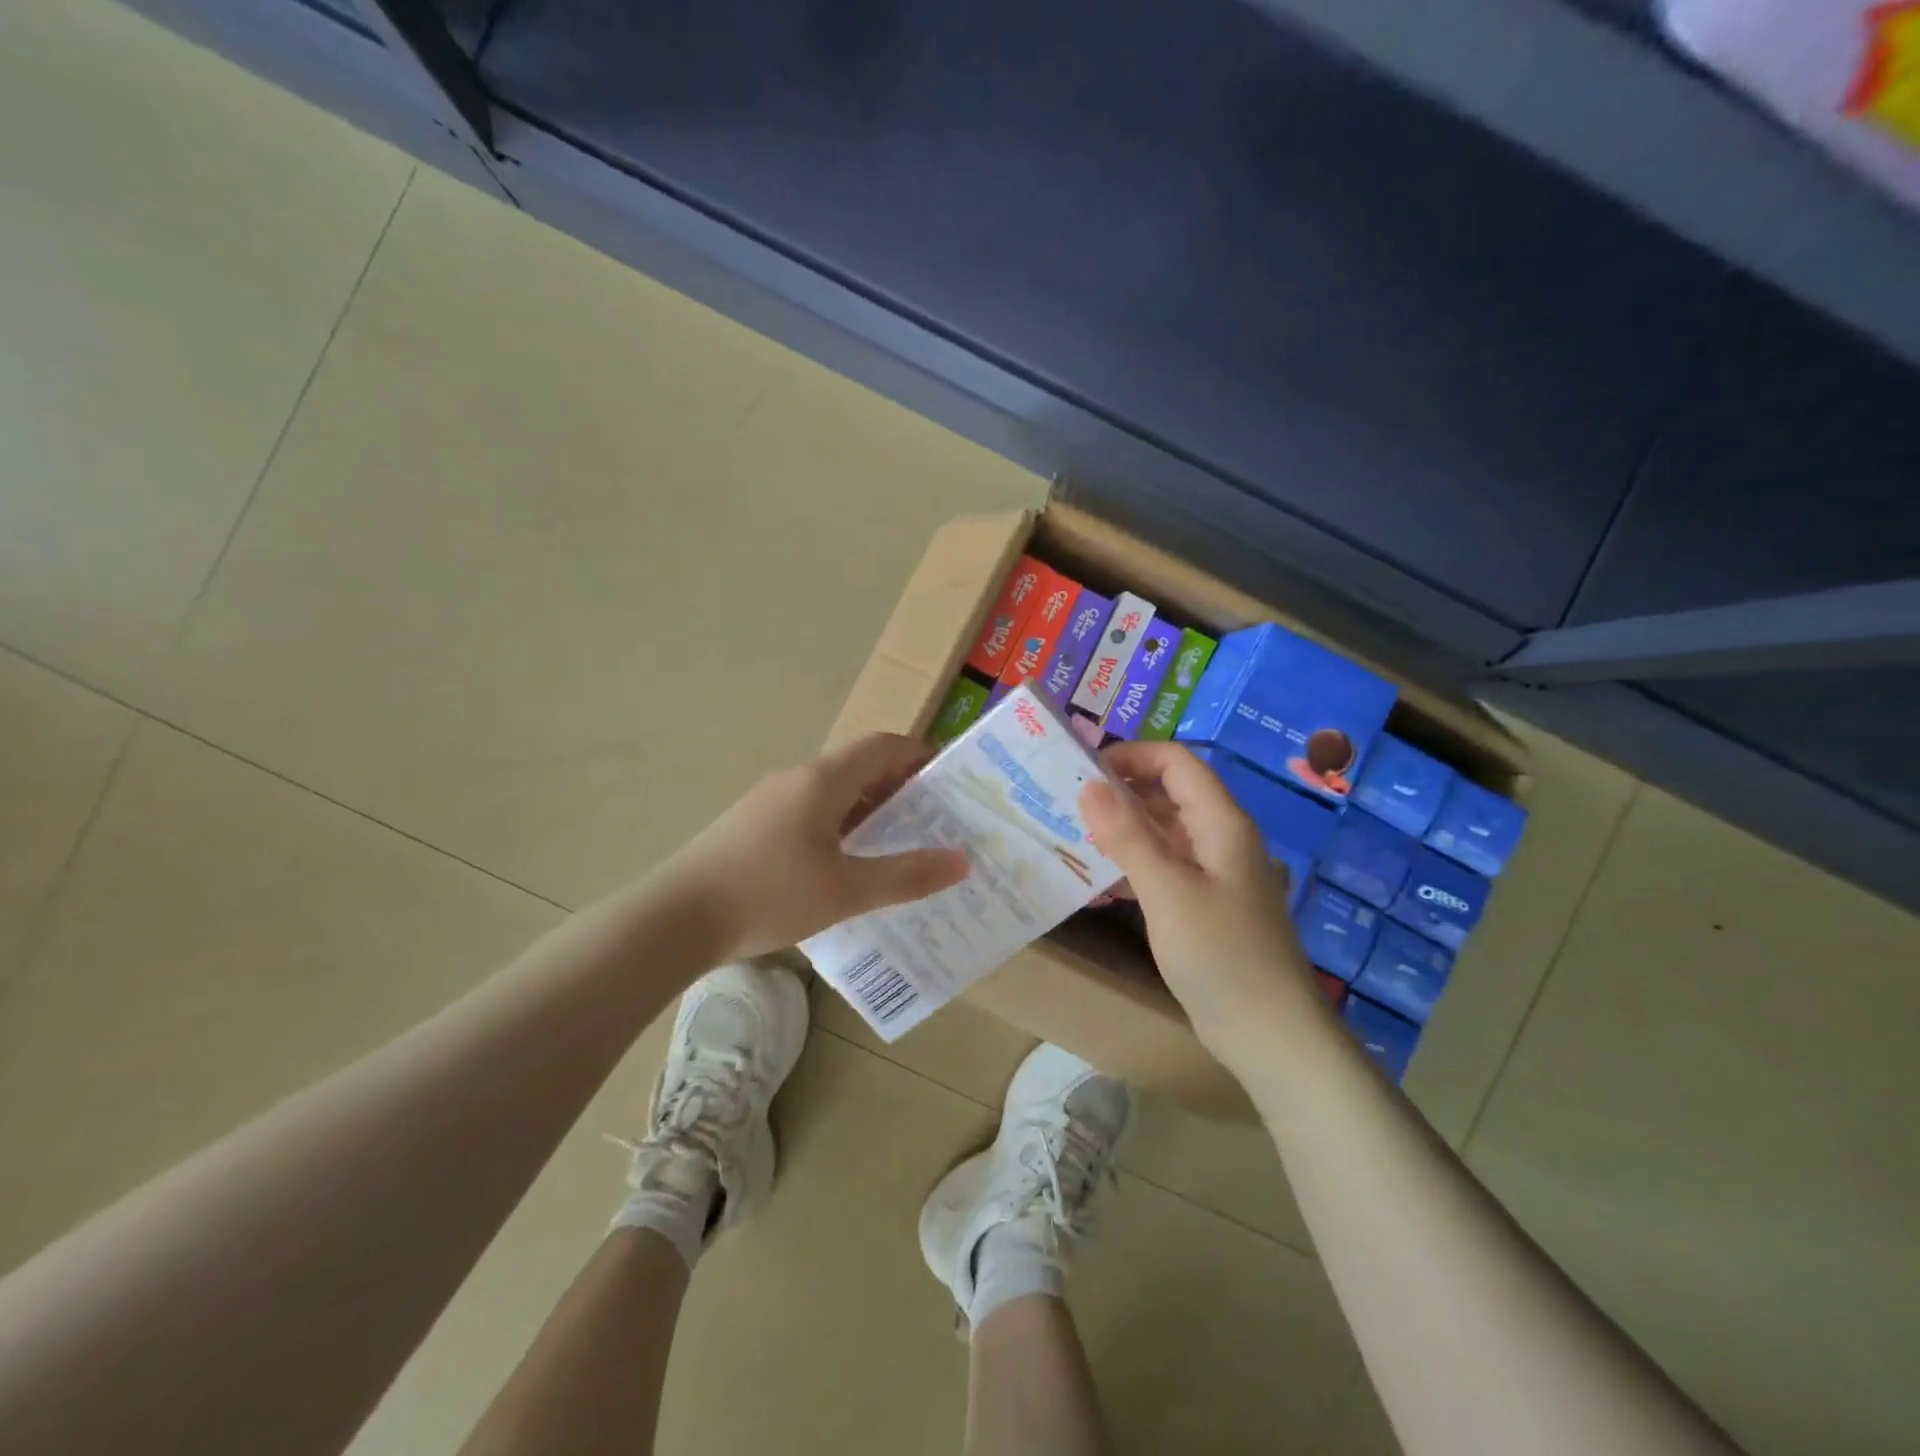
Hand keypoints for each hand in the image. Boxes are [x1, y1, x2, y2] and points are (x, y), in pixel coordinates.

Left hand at [656, 732, 969, 960]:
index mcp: (822, 780)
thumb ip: (906, 876)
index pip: (882, 746)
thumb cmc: (768, 895)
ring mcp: (769, 802)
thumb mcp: (846, 891)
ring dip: (868, 811)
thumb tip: (961, 860)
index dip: (918, 754)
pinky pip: (810, 814)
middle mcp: (796, 780)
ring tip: (897, 846)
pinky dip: (839, 828)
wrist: (675, 919)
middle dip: (899, 789)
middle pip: (858, 768)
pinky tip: (845, 868)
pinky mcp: (752, 827)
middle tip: (933, 821)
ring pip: (832, 794)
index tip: (949, 778)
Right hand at [1080, 742, 1329, 1066]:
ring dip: (1124, 825)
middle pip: (1170, 792)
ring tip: (1074, 830)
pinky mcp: (1204, 903)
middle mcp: (1220, 838)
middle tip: (1067, 799)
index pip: (1176, 763)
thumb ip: (1127, 836)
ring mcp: (1214, 872)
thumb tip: (1088, 784)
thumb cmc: (1221, 955)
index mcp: (1221, 823)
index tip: (1082, 769)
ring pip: (1165, 829)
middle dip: (1121, 788)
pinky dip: (1134, 859)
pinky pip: (1165, 863)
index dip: (1131, 756)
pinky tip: (1100, 872)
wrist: (1270, 1035)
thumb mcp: (1167, 891)